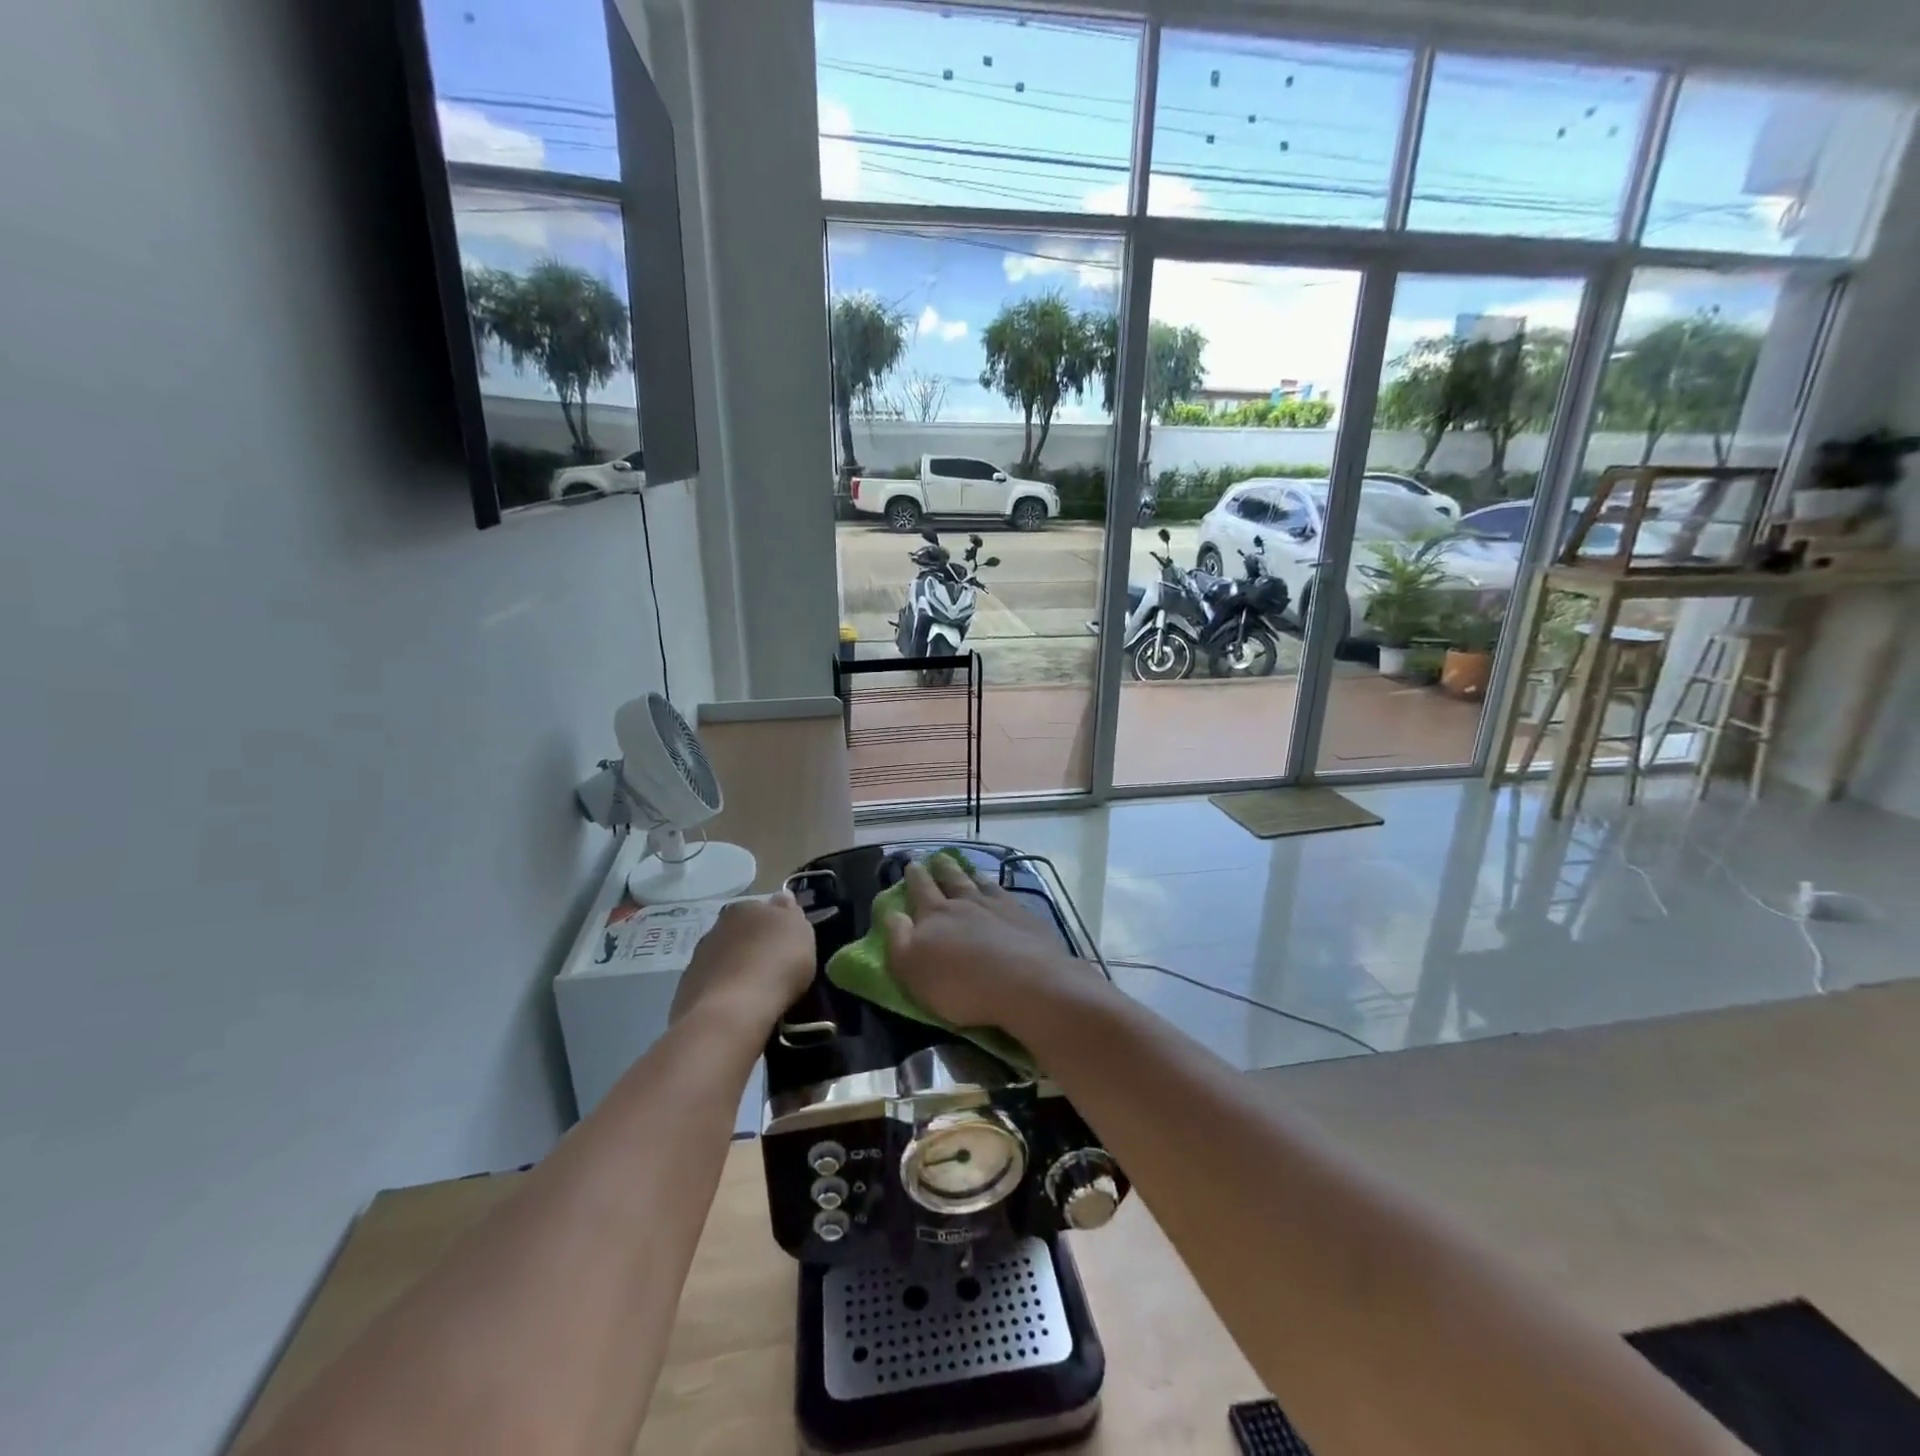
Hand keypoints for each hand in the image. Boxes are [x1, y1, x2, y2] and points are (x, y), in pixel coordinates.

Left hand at [670, 891, 815, 1034]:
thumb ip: (791, 913)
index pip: (762, 909)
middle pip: (740, 933)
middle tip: (773, 968)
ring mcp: (697, 959)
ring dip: (736, 970)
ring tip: (755, 993)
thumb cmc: (776, 965)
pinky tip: (736, 1009)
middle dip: (753, 946)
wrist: (732, 1012)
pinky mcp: (686, 990)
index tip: (787, 945)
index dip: (776, 926)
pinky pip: (712, 986)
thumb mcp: (801, 933)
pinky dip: (723, 993)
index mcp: (744, 908)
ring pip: (723, 960)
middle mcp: (716, 928)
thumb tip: (782, 897)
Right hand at [882, 857, 1101, 1039]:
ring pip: (979, 883)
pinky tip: (998, 889)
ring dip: (969, 874)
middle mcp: (965, 902)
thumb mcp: (913, 968)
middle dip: (941, 868)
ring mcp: (998, 906)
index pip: (920, 890)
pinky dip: (997, 888)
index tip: (911, 864)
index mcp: (934, 915)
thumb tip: (892, 912)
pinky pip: (1006, 894)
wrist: (1026, 983)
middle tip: (937, 858)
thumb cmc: (961, 985)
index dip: (914, 877)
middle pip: (951, 879)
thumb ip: (898, 938)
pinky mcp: (1025, 917)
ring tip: (966, 868)